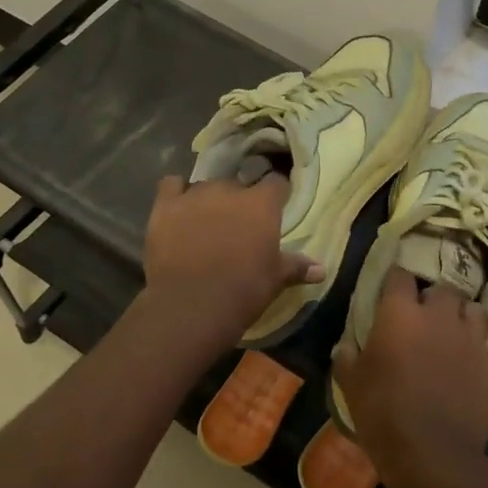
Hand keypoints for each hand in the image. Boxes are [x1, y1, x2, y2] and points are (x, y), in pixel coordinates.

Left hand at [142, 174, 322, 346]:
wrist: (192, 304)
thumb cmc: (243, 290)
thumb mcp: (275, 279)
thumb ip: (297, 267)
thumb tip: (322, 269)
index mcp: (261, 204)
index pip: (276, 183)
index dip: (276, 195)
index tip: (275, 207)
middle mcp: (229, 190)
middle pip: (238, 184)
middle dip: (239, 200)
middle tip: (238, 224)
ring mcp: (194, 195)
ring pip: (206, 185)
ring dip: (209, 199)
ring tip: (207, 220)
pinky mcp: (165, 206)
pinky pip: (171, 185)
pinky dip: (175, 193)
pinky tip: (177, 208)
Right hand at [332, 267, 487, 487]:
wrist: (430, 454)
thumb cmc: (382, 413)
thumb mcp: (350, 384)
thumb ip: (347, 358)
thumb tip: (345, 346)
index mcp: (401, 314)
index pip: (400, 276)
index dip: (395, 280)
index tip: (390, 290)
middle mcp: (441, 317)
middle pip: (444, 288)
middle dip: (435, 298)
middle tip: (425, 316)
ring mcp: (474, 341)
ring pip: (479, 311)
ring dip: (468, 318)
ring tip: (458, 333)